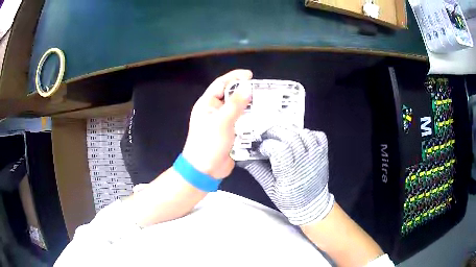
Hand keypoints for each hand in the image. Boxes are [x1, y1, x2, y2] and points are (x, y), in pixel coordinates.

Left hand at [182, 70, 252, 178]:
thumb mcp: (222, 121)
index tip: (250, 75)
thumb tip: (247, 87)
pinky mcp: (229, 133)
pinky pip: (240, 121)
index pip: (220, 84)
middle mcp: (213, 110)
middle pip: (229, 95)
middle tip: (261, 89)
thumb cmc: (209, 143)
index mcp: (207, 104)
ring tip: (264, 102)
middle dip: (244, 91)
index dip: (235, 77)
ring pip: (236, 108)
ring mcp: (221, 122)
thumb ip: (235, 104)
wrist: (205, 170)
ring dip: (248, 105)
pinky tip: (260, 117)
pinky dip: (249, 118)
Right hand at [238, 126, 333, 224]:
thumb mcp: (269, 187)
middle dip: (275, 132)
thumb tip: (241, 158)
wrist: (311, 205)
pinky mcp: (323, 154)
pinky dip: (309, 133)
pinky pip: (318, 135)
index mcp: (289, 172)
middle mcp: (304, 161)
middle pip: (290, 136)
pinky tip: (300, 139)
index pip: (278, 149)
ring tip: (283, 137)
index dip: (267, 144)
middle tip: (267, 137)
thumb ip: (256, 170)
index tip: (260, 148)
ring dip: (291, 131)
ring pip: (304, 133)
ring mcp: (316, 156)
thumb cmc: (289, 199)